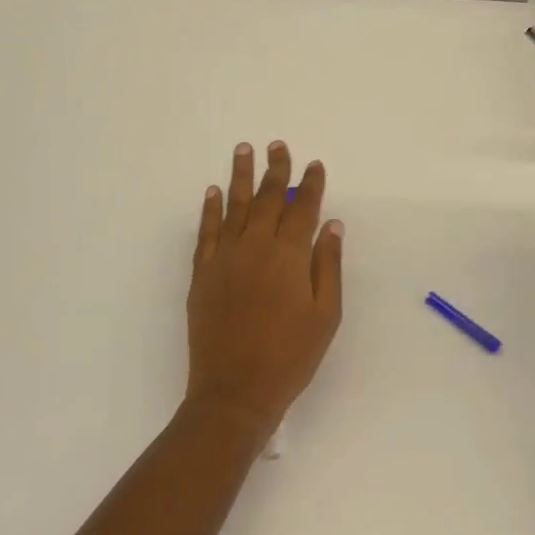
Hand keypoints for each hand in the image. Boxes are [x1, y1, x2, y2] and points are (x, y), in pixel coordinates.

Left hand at [185, 141, 344, 442]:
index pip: (302, 209)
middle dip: (275, 170)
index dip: (310, 185)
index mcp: (288, 256)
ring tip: (243, 149)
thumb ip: (328, 265)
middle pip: (266, 199)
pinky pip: (206, 232)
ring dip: (239, 176)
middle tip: (277, 144)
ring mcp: (224, 258)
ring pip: (233, 207)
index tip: (315, 165)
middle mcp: (255, 247)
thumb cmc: (291, 356)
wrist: (235, 390)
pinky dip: (210, 209)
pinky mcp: (202, 274)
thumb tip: (331, 224)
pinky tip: (213, 192)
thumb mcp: (326, 315)